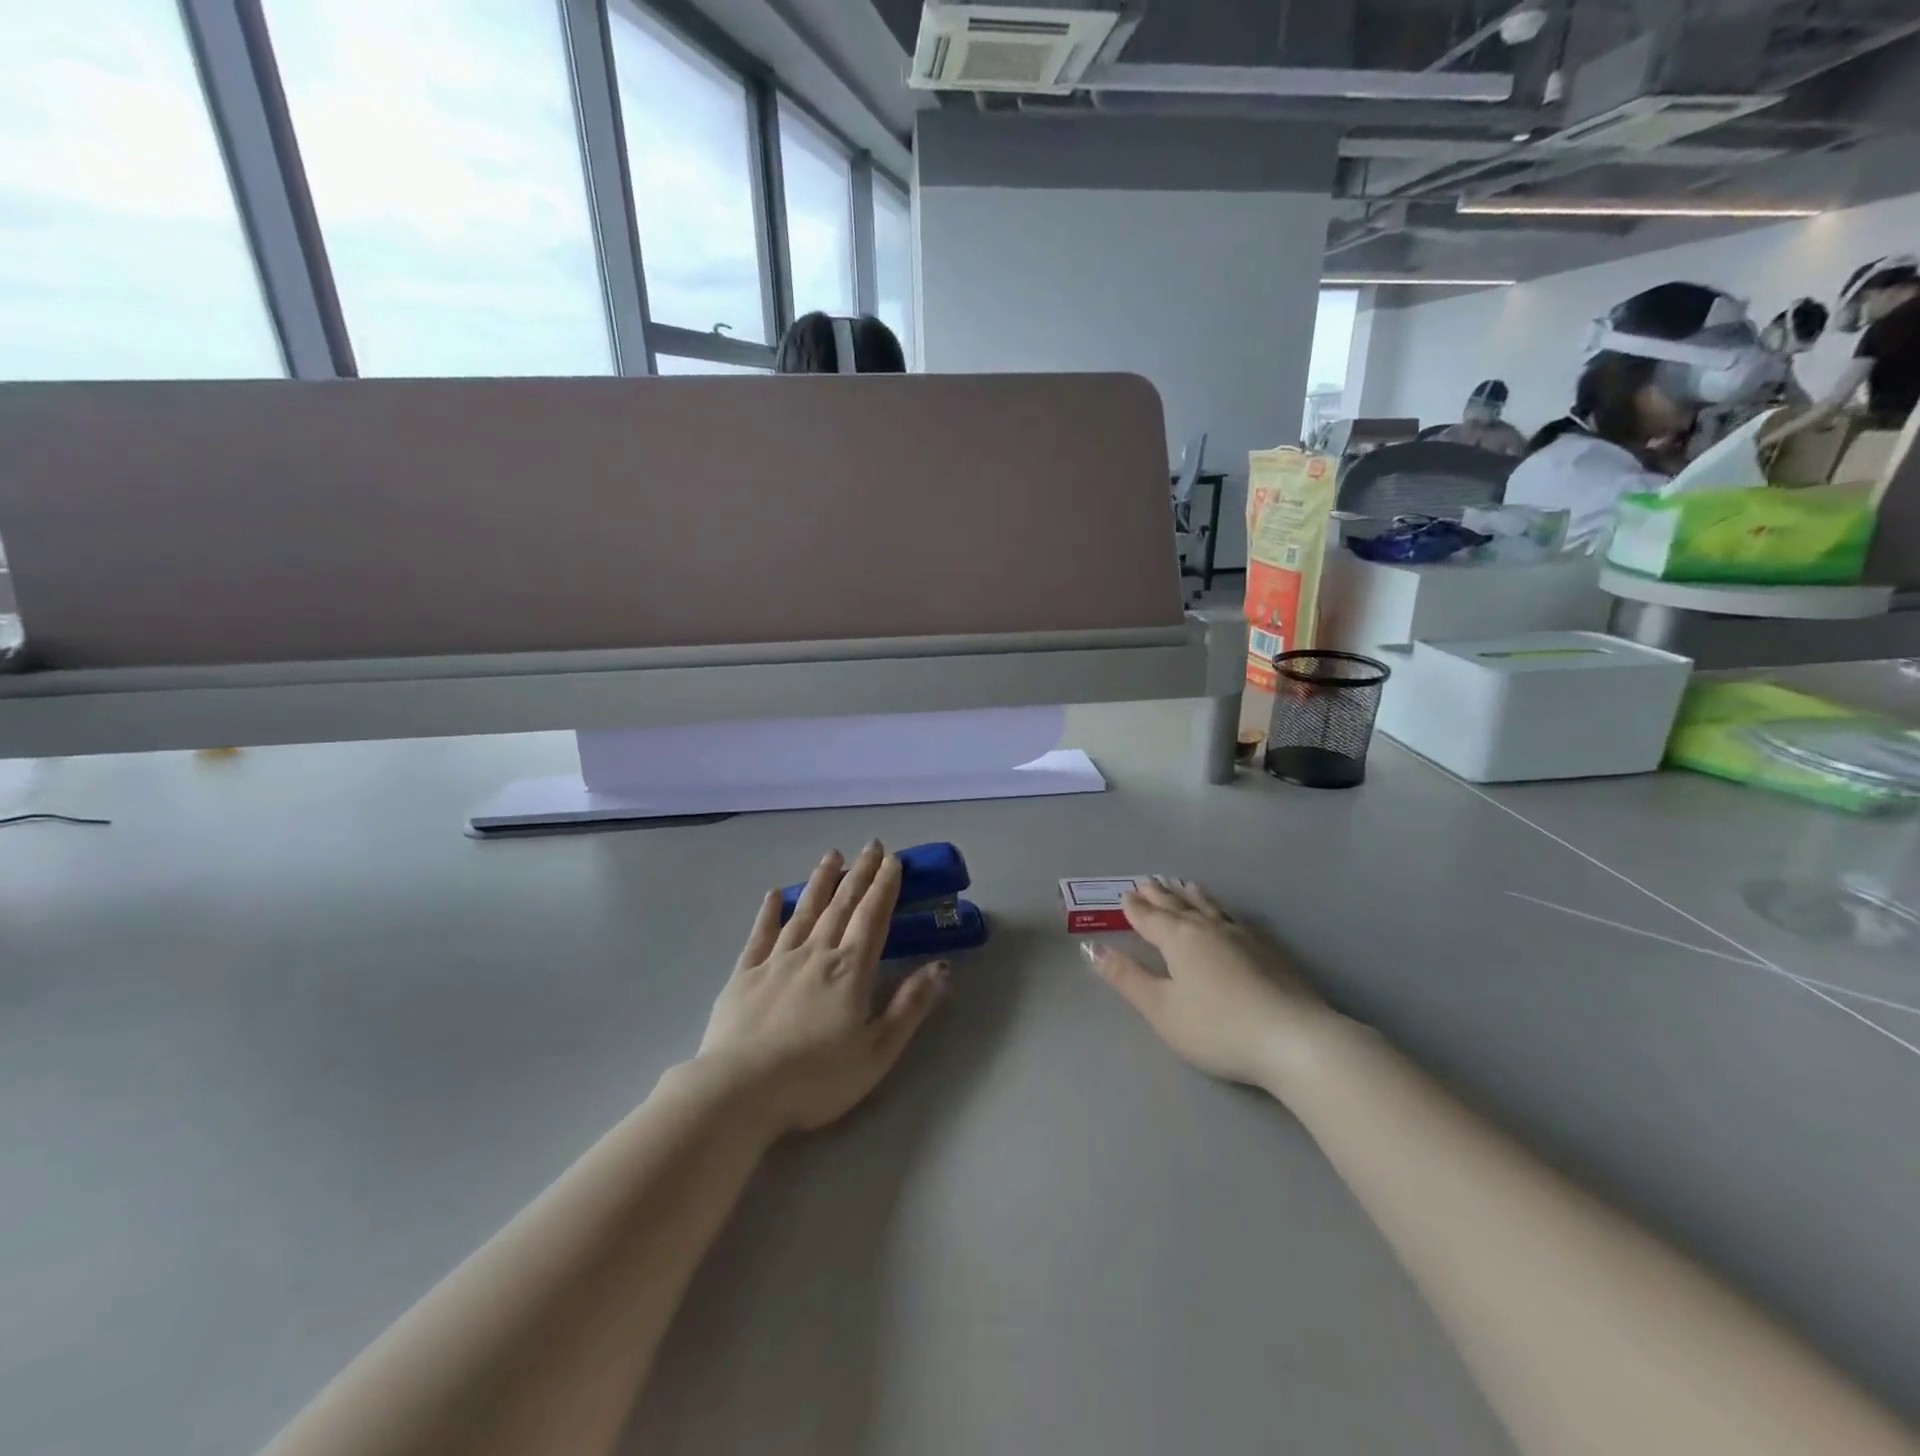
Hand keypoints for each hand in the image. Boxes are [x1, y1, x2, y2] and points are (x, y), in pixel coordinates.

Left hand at [695, 842, 948, 1135]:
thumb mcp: (877, 1051)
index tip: (893, 860)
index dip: (885, 887)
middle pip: (841, 905)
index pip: (872, 917)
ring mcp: (776, 961)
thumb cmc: (816, 1078)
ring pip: (804, 911)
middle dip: (860, 874)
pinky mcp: (744, 975)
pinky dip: (769, 912)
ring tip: (832, 855)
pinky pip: (760, 935)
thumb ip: (910, 1006)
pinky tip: (773, 894)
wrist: (739, 1092)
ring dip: (820, 882)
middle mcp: (815, 954)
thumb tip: (942, 967)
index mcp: (849, 970)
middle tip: (871, 845)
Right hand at [1086, 877, 1339, 1091]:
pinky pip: (1235, 919)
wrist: (1294, 1039)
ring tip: (1185, 885)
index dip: (1136, 908)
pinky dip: (1221, 910)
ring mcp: (1243, 937)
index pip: (1151, 918)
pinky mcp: (1270, 951)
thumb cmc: (1217, 1028)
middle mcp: (1209, 929)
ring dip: (1193, 896)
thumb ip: (1126, 978)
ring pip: (1210, 908)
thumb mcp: (1161, 1009)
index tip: (1125, 895)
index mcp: (1179, 939)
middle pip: (1179, 906)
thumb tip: (1092, 948)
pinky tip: (1228, 917)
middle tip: (1148, 881)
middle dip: (1160, 895)